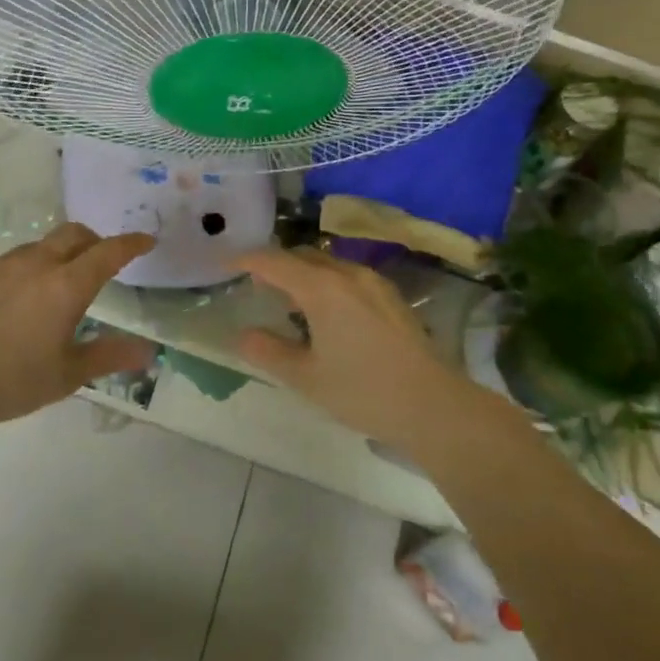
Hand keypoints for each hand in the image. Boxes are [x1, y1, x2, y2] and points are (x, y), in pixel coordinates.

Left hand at [0, 224, 155, 428]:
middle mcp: (36, 264)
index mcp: (66, 286)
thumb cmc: (7, 380)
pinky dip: (31, 267)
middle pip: (74, 234)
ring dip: (61, 253)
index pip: (108, 253)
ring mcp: (1, 265)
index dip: (131, 244)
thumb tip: (148, 351)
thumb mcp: (65, 376)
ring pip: (42, 245)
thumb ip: (108, 356)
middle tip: (104, 261)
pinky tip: (20, 299)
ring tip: (60, 284)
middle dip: (95, 241)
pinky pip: (14, 260)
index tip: (147, 240)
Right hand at [235, 248, 480, 446]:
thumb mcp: (306, 377)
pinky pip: (348, 276)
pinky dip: (326, 282)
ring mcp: (374, 283)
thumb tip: (242, 335)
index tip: (227, 262)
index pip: (274, 262)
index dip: (247, 259)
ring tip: (289, 301)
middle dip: (275, 265)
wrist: (432, 405)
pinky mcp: (391, 297)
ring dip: (303, 273)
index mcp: (322, 288)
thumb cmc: (363, 391)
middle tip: (255, 285)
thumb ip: (269, 352)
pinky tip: (326, 313)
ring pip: (328, 264)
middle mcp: (347, 274)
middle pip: (303, 256)